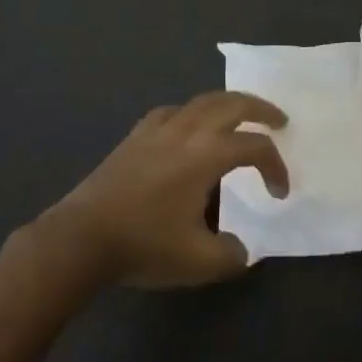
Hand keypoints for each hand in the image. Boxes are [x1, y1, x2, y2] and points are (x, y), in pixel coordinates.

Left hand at [48, 92, 287, 287]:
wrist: (82, 238)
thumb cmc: (144, 244)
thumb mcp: (198, 261)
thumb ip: (232, 255)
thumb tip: (241, 248)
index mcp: (209, 153)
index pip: (256, 147)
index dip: (276, 167)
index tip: (279, 194)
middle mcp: (189, 129)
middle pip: (234, 103)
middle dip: (262, 109)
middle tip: (279, 120)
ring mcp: (160, 127)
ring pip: (204, 100)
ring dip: (229, 103)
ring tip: (241, 115)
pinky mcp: (137, 134)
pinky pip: (174, 111)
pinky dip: (193, 113)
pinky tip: (189, 127)